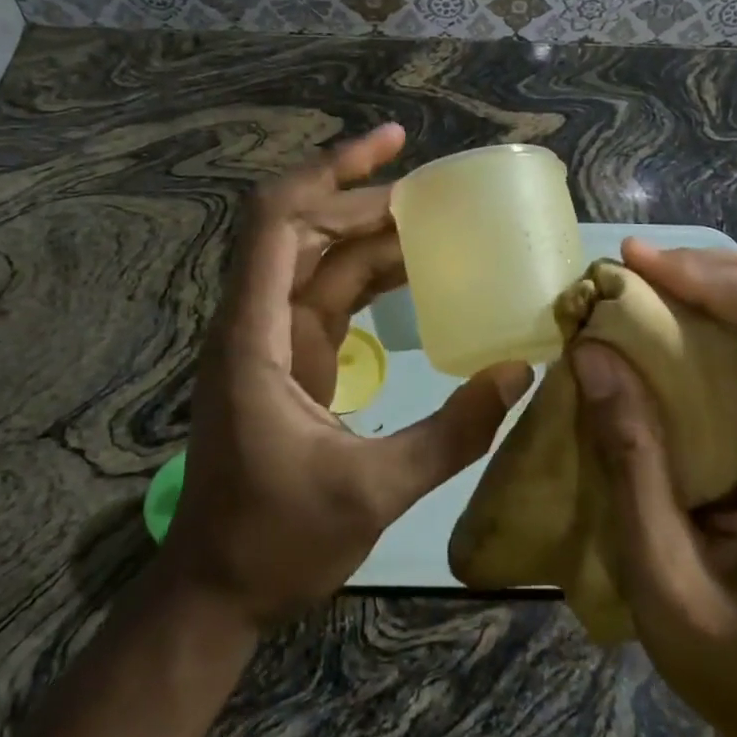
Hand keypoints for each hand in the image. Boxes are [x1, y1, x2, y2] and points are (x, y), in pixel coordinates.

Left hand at [161, 125, 532, 632]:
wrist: (217, 591)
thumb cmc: (276, 541)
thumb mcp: (372, 492)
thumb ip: (451, 434)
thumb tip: (519, 374)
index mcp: (255, 335)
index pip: (278, 221)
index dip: (329, 171)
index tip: (389, 145)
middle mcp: (256, 321)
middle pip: (301, 227)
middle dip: (362, 198)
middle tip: (435, 194)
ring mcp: (272, 339)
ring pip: (318, 259)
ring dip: (368, 234)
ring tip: (434, 221)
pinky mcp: (291, 360)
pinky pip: (329, 296)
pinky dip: (368, 275)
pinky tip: (414, 271)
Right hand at [572, 240, 736, 736]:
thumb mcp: (662, 577)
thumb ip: (630, 461)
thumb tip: (592, 352)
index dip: (718, 279)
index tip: (637, 267)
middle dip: (716, 268)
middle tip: (634, 271)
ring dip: (718, 282)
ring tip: (644, 287)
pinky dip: (723, 314)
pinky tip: (671, 325)